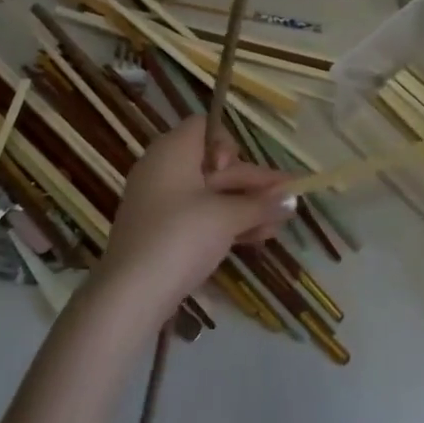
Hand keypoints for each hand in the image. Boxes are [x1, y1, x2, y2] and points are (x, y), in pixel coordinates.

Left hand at [95, 116, 293, 324]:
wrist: (130, 295)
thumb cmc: (180, 237)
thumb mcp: (226, 218)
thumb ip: (260, 205)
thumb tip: (292, 200)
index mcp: (172, 151)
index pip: (203, 127)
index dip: (226, 143)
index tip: (233, 169)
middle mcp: (164, 169)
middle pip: (215, 165)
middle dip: (252, 183)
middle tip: (287, 198)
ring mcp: (161, 203)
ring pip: (211, 195)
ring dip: (245, 207)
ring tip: (280, 224)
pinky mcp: (162, 233)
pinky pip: (199, 217)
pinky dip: (226, 223)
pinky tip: (258, 238)